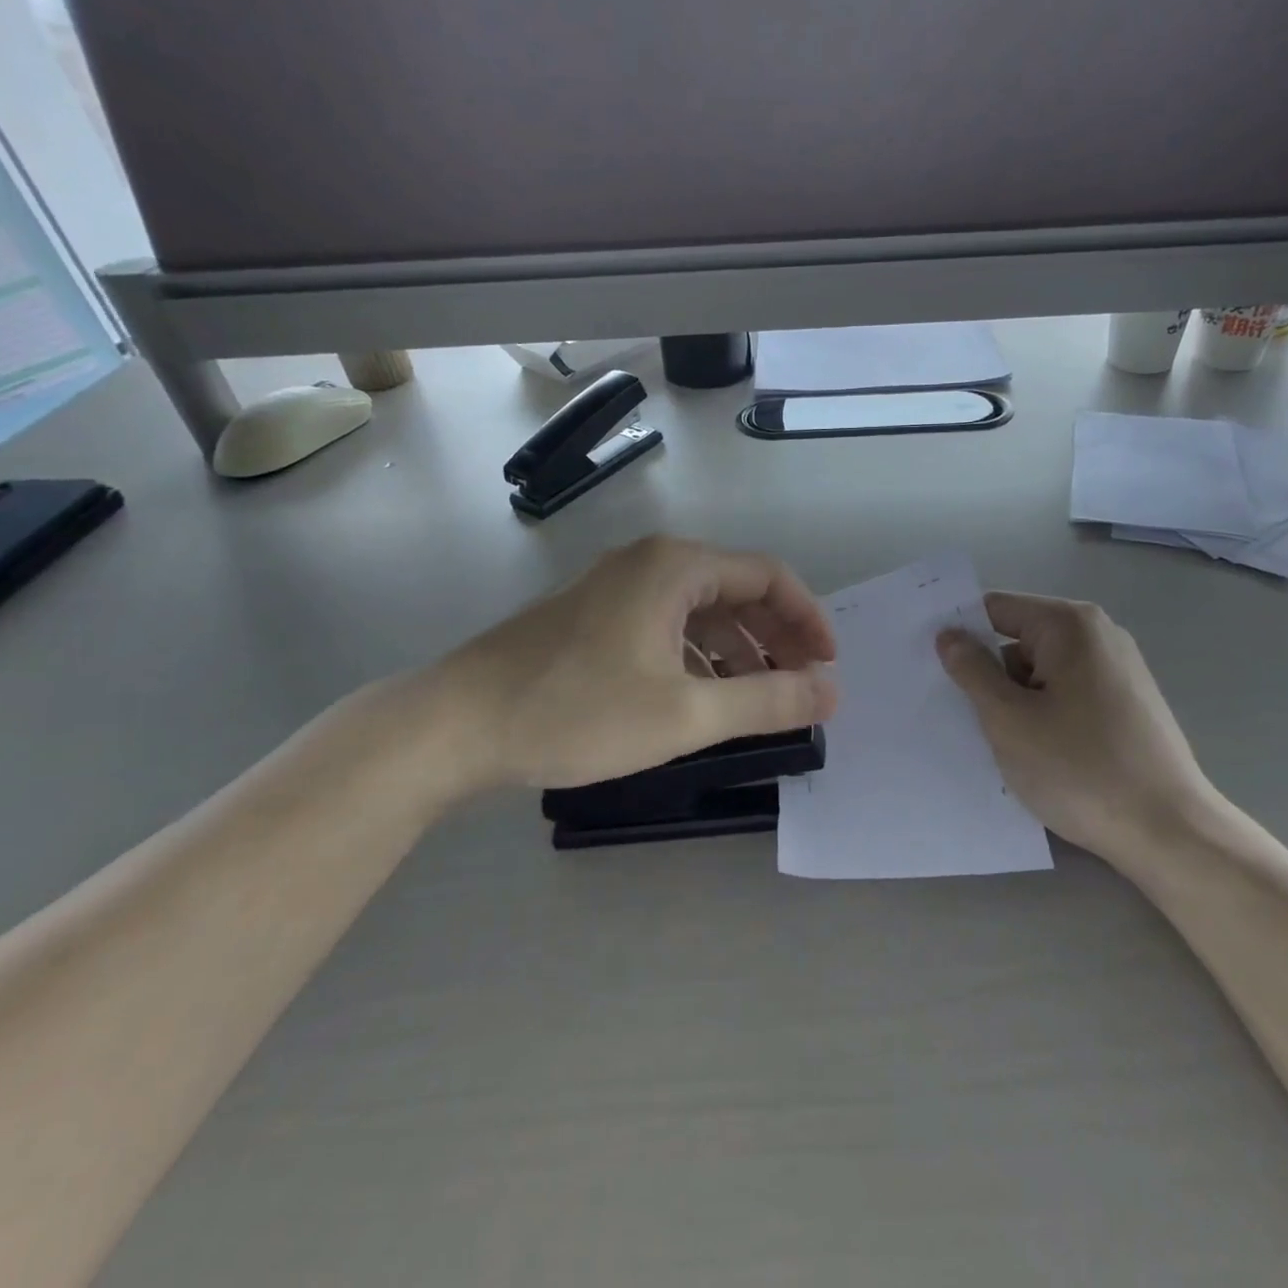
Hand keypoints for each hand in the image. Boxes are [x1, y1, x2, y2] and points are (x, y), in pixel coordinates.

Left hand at [412, 536, 837, 797]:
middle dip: (776, 637)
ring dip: (739, 650)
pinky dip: (699, 656)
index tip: (828, 667)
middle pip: (737, 590)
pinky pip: (668, 625)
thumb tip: (831, 692)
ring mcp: (618, 587)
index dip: (808, 620)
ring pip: (701, 611)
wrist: (457, 725)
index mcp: (677, 567)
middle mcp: (651, 563)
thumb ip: (766, 701)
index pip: (770, 577)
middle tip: (802, 686)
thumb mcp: (686, 714)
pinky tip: (702, 696)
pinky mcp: (596, 616)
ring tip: (759, 698)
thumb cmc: (578, 711)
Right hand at [935, 593, 1210, 856]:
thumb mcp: (1008, 719)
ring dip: (1017, 702)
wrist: (1170, 833)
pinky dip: (1046, 716)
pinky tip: (1042, 756)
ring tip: (1006, 745)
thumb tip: (949, 635)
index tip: (929, 666)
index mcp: (1070, 625)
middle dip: (991, 675)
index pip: (996, 608)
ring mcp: (1119, 670)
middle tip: (967, 717)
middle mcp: (1099, 635)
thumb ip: (972, 670)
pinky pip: (1068, 695)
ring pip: (1042, 673)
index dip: (960, 634)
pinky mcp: (1129, 704)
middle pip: (1020, 640)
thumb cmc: (1080, 769)